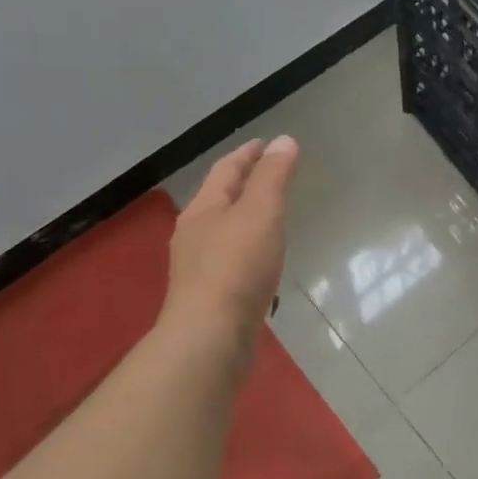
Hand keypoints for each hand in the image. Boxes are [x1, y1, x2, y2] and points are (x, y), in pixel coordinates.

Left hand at [163, 136, 298, 354]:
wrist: (210, 337)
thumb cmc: (237, 267)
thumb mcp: (261, 212)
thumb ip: (272, 177)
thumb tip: (283, 141)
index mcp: (203, 209)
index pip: (226, 170)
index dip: (247, 154)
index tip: (266, 143)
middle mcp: (193, 234)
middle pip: (219, 199)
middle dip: (243, 184)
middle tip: (270, 175)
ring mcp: (197, 268)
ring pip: (222, 230)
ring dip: (244, 217)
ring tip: (269, 216)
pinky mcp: (208, 296)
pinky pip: (229, 259)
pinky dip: (246, 248)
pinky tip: (260, 261)